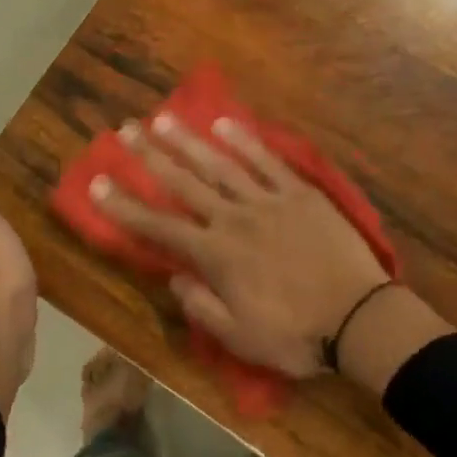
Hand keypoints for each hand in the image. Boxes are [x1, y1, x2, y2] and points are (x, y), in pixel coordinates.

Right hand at [89, 114, 390, 376]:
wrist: (359, 319)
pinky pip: (268, 161)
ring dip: (189, 141)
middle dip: (150, 157)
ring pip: (221, 164)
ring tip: (163, 119)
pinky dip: (245, 141)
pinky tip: (225, 124)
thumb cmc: (296, 335)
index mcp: (216, 256)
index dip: (124, 206)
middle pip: (185, 183)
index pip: (159, 227)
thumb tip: (175, 278)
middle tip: (125, 131)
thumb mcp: (239, 337)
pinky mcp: (301, 194)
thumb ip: (201, 306)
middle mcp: (235, 220)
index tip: (97, 183)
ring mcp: (270, 202)